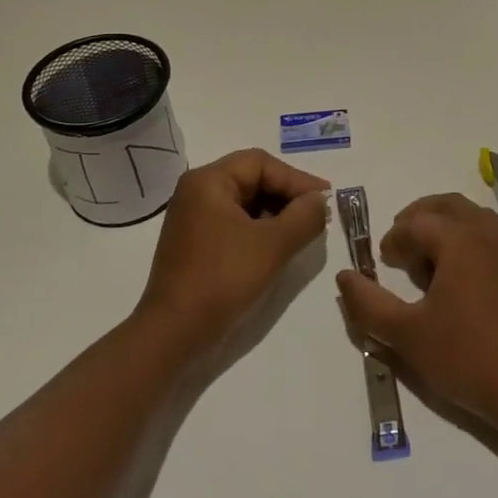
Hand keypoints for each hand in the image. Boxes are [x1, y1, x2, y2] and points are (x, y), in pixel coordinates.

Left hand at [136, 149, 329, 354]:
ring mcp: (193, 217)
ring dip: (276, 212)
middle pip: (252, 178)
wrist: (173, 333)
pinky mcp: (195, 241)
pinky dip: (259, 228)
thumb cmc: (222, 279)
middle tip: (317, 214)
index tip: (325, 199)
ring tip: (303, 230)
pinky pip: (234, 222)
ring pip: (245, 202)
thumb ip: (304, 216)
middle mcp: (196, 191)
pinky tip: (278, 245)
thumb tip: (320, 200)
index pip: (261, 164)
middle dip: (287, 195)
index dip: (296, 179)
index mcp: (208, 181)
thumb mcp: (272, 245)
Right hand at [335, 193, 497, 430]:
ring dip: (442, 224)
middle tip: (398, 248)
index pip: (415, 224)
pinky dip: (464, 236)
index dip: (393, 239)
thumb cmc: (466, 358)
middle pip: (444, 206)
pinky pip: (486, 231)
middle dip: (417, 219)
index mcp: (459, 239)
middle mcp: (486, 231)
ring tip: (424, 260)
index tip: (381, 264)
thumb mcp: (407, 335)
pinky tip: (454, 274)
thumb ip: (368, 303)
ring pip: (468, 215)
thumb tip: (344, 276)